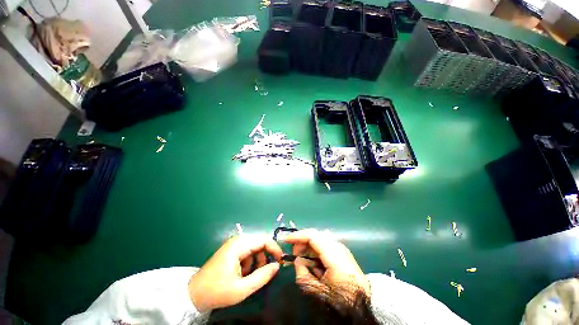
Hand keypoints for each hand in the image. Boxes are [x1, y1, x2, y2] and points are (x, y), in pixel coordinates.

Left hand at [188, 234, 283, 311]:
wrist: (193, 294)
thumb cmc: (217, 291)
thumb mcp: (242, 289)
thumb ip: (262, 276)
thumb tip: (277, 266)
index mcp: (239, 245)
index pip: (263, 239)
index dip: (274, 248)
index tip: (281, 261)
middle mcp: (238, 240)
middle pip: (260, 242)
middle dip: (266, 256)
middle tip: (267, 271)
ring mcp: (234, 244)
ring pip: (255, 247)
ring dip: (258, 260)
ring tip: (252, 275)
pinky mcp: (232, 250)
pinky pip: (248, 251)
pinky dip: (251, 261)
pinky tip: (244, 273)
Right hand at [284, 229, 369, 295]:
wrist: (365, 300)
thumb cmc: (343, 298)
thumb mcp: (319, 291)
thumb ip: (303, 275)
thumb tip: (298, 261)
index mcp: (333, 254)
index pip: (313, 236)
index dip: (298, 236)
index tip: (286, 240)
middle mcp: (337, 245)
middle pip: (315, 235)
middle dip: (302, 242)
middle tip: (294, 254)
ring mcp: (340, 247)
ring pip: (319, 239)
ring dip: (308, 246)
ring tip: (302, 259)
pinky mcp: (341, 251)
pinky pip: (324, 245)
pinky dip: (314, 250)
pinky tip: (312, 261)